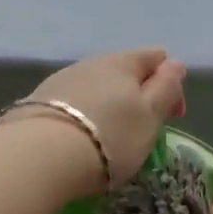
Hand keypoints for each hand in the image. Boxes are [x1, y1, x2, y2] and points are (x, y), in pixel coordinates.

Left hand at [8, 48, 186, 187]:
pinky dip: (82, 116)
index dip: (170, 84)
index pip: (156, 57)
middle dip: (137, 96)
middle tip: (140, 131)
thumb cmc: (109, 137)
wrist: (40, 156)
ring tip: (107, 137)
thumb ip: (166, 88)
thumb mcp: (150, 116)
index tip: (172, 117)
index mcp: (123, 61)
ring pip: (95, 86)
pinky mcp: (37, 101)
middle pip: (123, 71)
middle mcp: (90, 62)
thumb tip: (175, 64)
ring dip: (107, 106)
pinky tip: (79, 138)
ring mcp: (60, 80)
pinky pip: (71, 103)